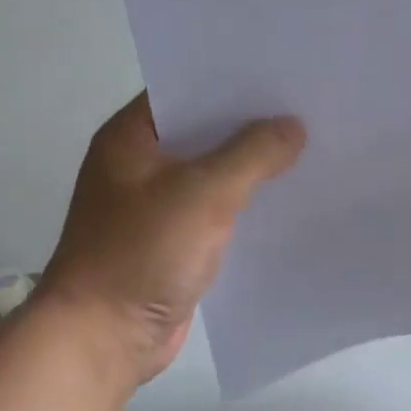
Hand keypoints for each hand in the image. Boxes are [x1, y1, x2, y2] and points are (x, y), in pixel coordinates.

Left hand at [34, 93, 304, 388]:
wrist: (102, 338)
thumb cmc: (142, 252)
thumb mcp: (204, 193)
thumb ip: (252, 154)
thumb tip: (293, 126)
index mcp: (131, 137)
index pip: (185, 88)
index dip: (231, 79)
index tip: (281, 72)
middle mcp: (140, 163)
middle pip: (202, 130)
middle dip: (250, 123)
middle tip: (306, 107)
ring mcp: (154, 204)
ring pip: (212, 172)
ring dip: (251, 166)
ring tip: (308, 147)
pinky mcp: (171, 241)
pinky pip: (215, 210)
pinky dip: (245, 203)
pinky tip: (286, 198)